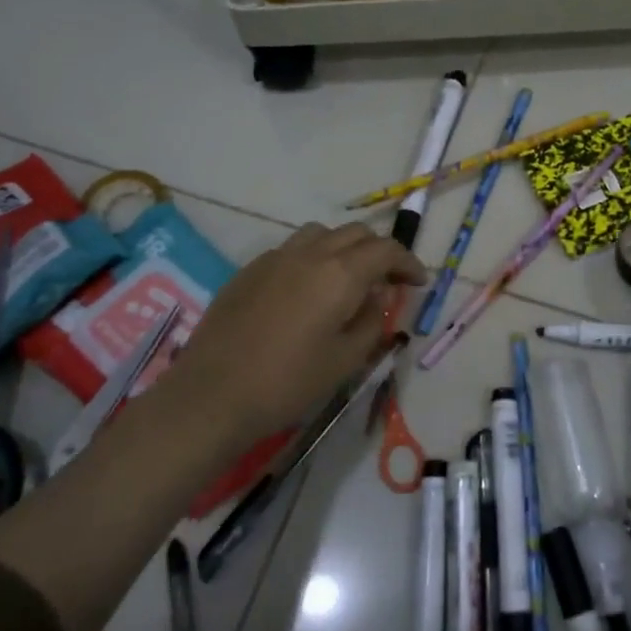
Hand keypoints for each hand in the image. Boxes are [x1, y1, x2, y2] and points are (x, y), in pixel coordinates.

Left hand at [152, 223, 425, 442]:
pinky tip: (308, 291)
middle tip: (388, 282)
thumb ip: (371, 321)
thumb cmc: (288, 383)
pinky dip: (313, 258)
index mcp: (340, 274)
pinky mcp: (249, 271)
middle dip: (379, 252)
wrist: (212, 396)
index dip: (407, 263)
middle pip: (356, 234)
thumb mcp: (346, 360)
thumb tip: (379, 296)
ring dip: (344, 248)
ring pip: (321, 234)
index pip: (385, 250)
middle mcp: (310, 254)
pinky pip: (292, 249)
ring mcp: (275, 258)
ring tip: (348, 279)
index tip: (418, 282)